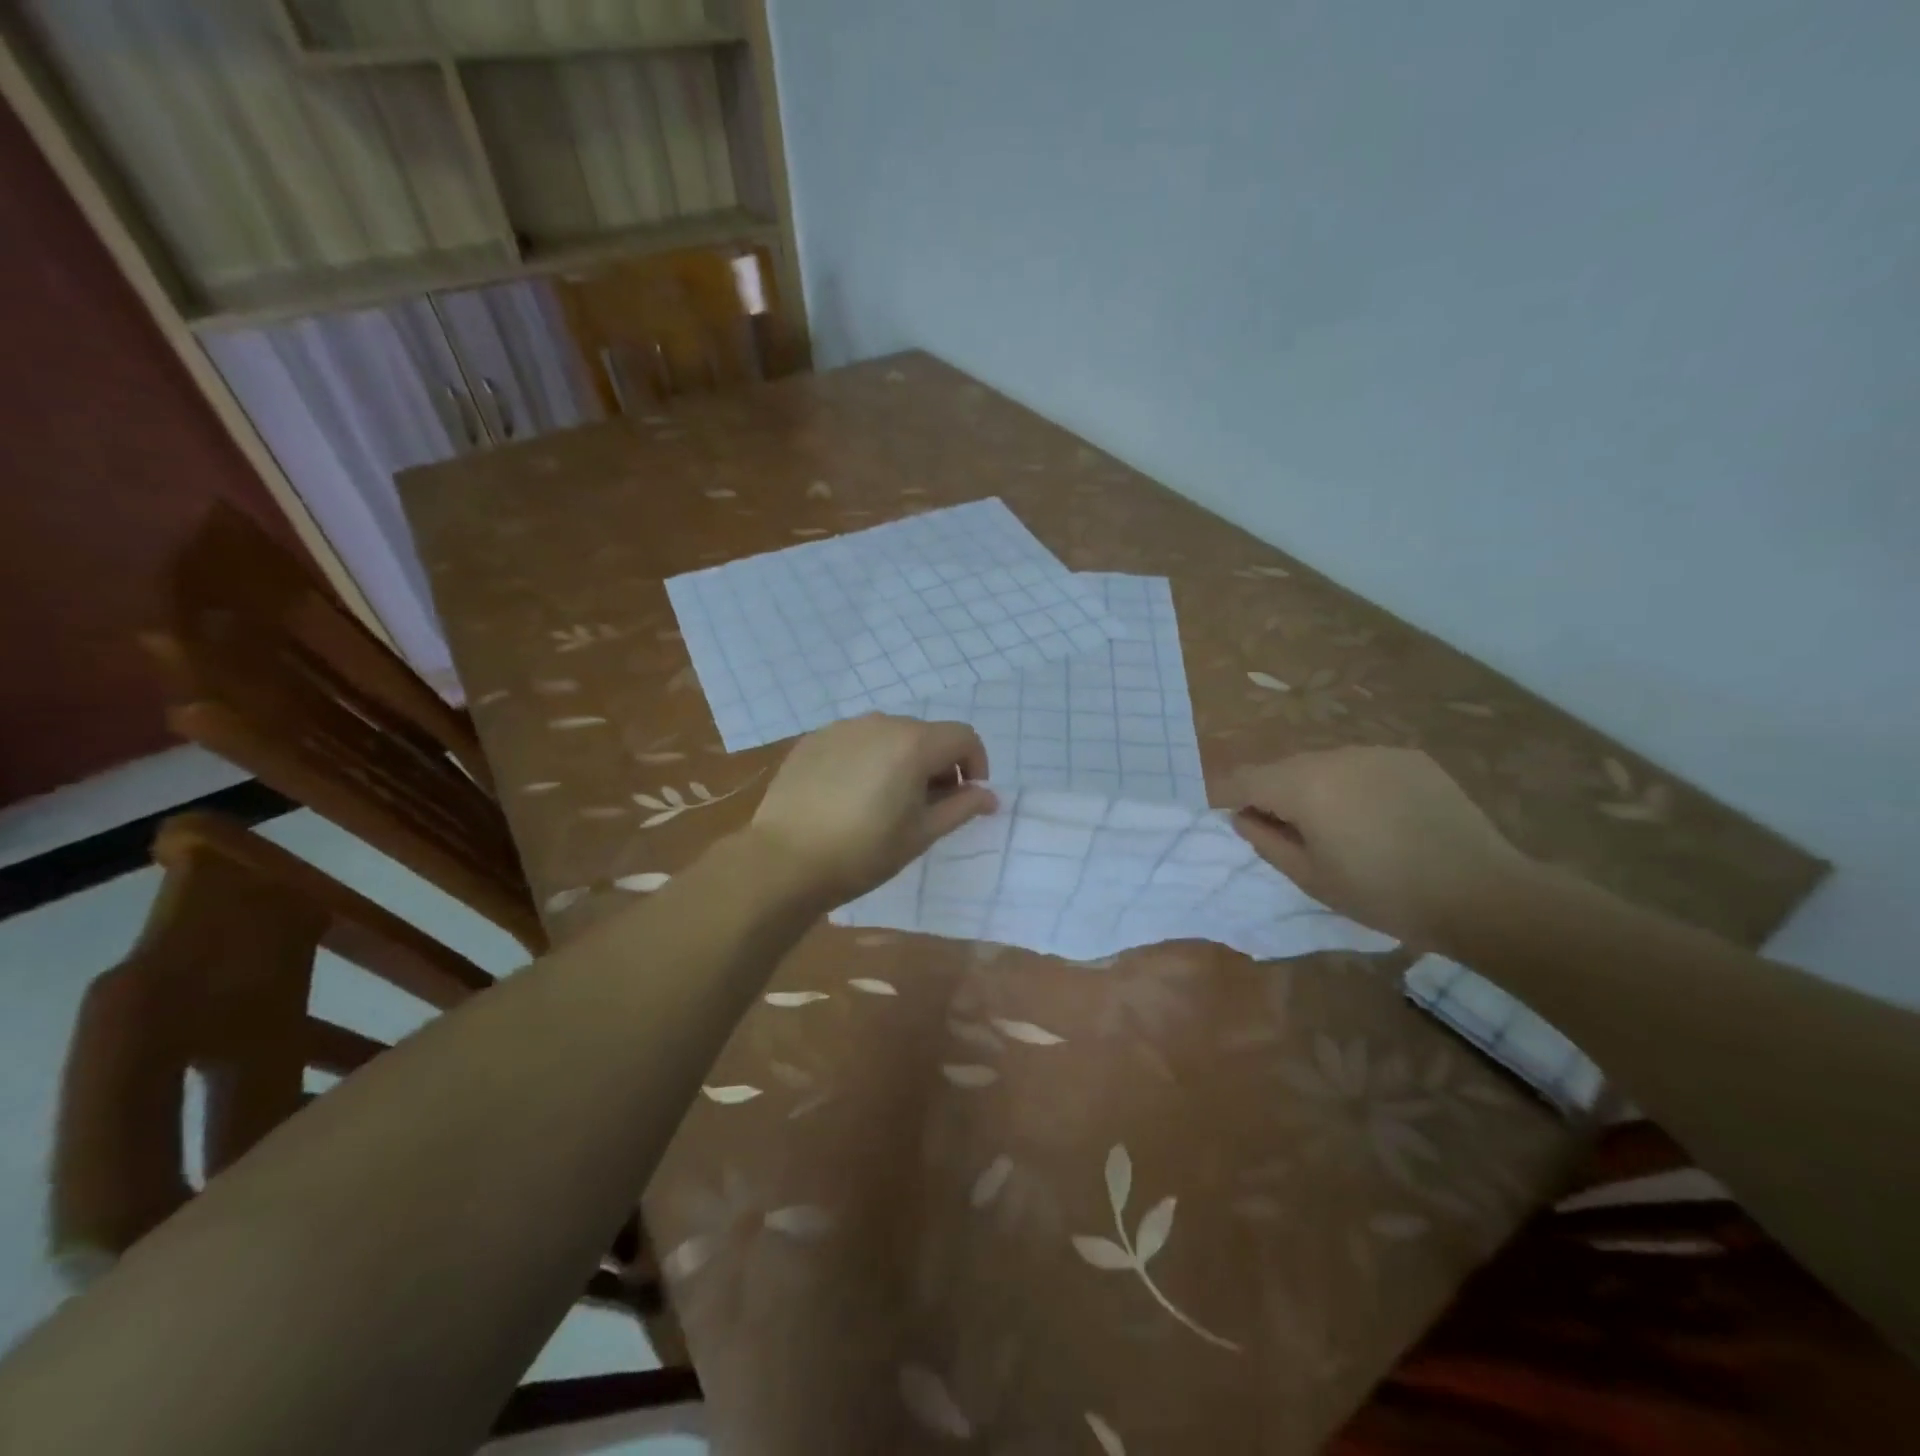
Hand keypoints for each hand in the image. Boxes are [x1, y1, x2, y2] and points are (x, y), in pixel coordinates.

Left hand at [748, 715, 996, 905]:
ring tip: (887, 800)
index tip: (966, 796)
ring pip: (889, 735)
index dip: (975, 764)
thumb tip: (989, 796)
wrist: (784, 860)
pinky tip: (851, 795)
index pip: (963, 737)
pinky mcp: (814, 740)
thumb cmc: (863, 852)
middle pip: (926, 734)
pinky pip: (856, 741)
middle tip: (927, 806)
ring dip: (902, 760)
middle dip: (938, 764)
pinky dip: (868, 759)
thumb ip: (961, 807)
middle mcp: (880, 722)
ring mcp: (842, 728)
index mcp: (913, 743)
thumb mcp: (921, 834)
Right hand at [1230, 747, 1537, 947]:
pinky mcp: (1410, 758)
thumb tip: (1242, 817)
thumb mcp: (1311, 878)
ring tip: (1336, 828)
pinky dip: (1352, 786)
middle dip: (1272, 795)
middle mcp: (1335, 756)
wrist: (1482, 893)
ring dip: (1314, 789)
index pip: (1244, 778)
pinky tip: (1377, 819)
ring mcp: (1376, 752)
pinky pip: (1361, 766)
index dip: (1226, 796)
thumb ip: (1266, 842)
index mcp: (1304, 785)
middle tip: (1286, 834)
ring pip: (1322, 765)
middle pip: (1283, 769)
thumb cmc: (1384, 894)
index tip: (1227, 817)